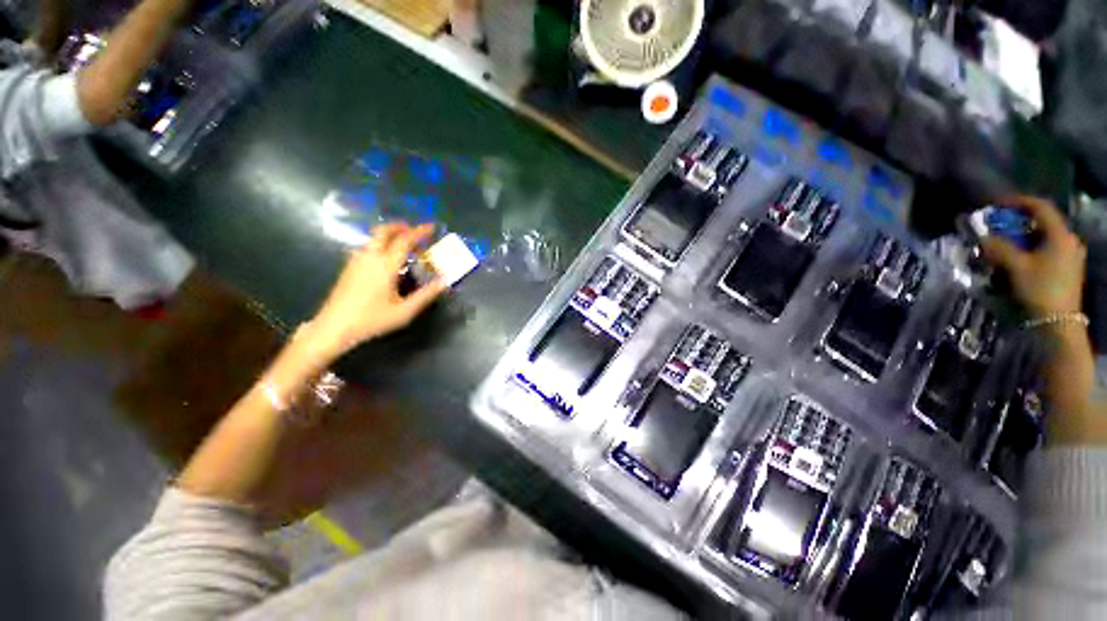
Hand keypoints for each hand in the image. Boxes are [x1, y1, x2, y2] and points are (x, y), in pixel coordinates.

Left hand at [308, 223, 447, 358]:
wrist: (334, 327)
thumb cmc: (372, 319)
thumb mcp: (405, 311)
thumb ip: (426, 294)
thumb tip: (445, 281)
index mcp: (385, 265)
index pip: (405, 240)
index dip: (420, 232)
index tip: (432, 227)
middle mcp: (369, 257)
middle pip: (384, 231)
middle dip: (402, 227)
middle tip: (416, 231)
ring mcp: (356, 260)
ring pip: (374, 238)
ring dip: (391, 236)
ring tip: (406, 246)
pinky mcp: (349, 267)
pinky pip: (368, 247)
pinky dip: (382, 245)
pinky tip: (388, 259)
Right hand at [981, 195, 1085, 318]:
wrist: (1058, 324)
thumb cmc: (1040, 290)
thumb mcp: (1016, 267)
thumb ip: (998, 247)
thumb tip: (981, 235)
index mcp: (1061, 235)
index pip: (1040, 207)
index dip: (1018, 201)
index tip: (997, 204)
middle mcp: (1068, 241)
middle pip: (1041, 222)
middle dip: (1017, 222)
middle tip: (997, 226)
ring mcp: (1069, 256)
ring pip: (1043, 238)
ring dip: (1021, 237)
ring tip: (1003, 244)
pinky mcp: (1066, 269)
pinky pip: (1045, 251)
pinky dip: (1029, 249)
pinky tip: (1017, 259)